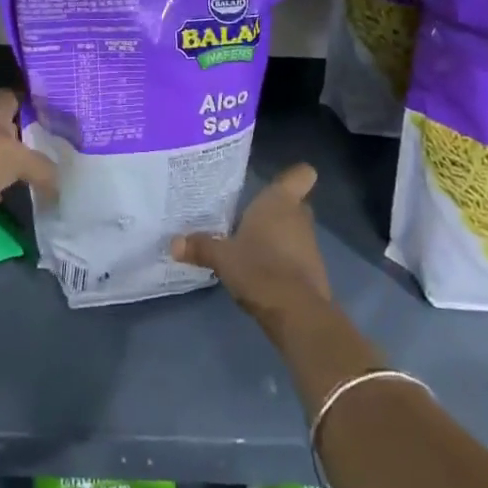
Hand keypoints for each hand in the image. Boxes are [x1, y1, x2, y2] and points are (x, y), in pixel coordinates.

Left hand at [0, 90, 56, 232]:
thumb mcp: (19, 159)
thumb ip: (42, 168)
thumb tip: (60, 183)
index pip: (15, 97)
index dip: (33, 102)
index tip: (56, 111)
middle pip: (6, 128)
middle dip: (26, 136)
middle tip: (56, 146)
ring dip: (11, 165)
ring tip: (43, 172)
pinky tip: (17, 195)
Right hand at [172, 164, 330, 335]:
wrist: (297, 312)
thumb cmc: (259, 267)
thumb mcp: (222, 257)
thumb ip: (200, 247)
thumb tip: (173, 243)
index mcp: (279, 202)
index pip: (301, 174)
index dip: (292, 176)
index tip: (276, 185)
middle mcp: (298, 217)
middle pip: (295, 204)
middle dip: (277, 210)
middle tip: (250, 217)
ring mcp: (310, 245)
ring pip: (295, 231)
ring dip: (279, 238)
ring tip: (251, 247)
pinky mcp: (314, 272)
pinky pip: (297, 257)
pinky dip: (284, 261)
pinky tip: (262, 272)